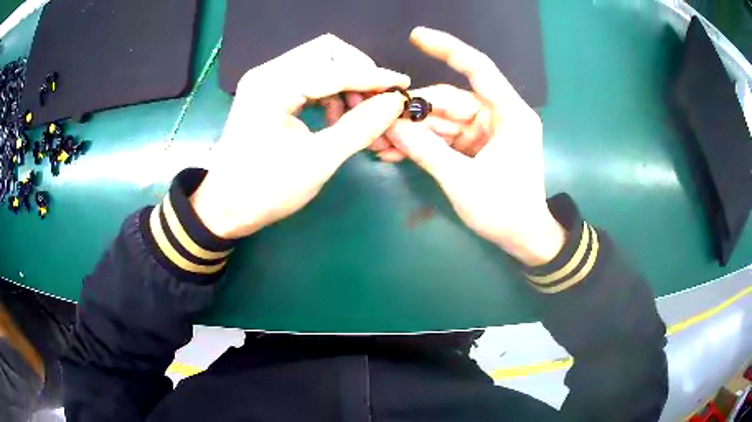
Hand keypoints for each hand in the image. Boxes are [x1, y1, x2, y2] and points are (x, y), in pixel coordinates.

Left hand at [190, 34, 408, 238]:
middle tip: (374, 105)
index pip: (335, 69)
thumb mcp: (318, 161)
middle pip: (327, 52)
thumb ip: (360, 127)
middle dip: (358, 74)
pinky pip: (309, 77)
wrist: (225, 207)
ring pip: (320, 63)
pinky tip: (336, 118)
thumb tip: (394, 103)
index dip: (373, 77)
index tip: (403, 85)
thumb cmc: (266, 190)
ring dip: (345, 84)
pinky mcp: (268, 91)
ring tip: (356, 117)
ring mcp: (267, 80)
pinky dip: (330, 92)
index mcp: (274, 86)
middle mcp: (269, 73)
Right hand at [386, 27, 564, 265]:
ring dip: (413, 130)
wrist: (523, 239)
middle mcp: (498, 115)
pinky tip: (396, 151)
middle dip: (414, 111)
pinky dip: (423, 143)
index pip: (478, 68)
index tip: (417, 36)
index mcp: (509, 114)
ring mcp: (486, 131)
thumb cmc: (505, 210)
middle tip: (380, 122)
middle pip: (450, 100)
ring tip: (381, 143)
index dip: (448, 48)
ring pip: (443, 119)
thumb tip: (391, 127)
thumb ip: (426, 151)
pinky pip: (445, 136)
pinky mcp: (476, 146)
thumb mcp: (463, 181)